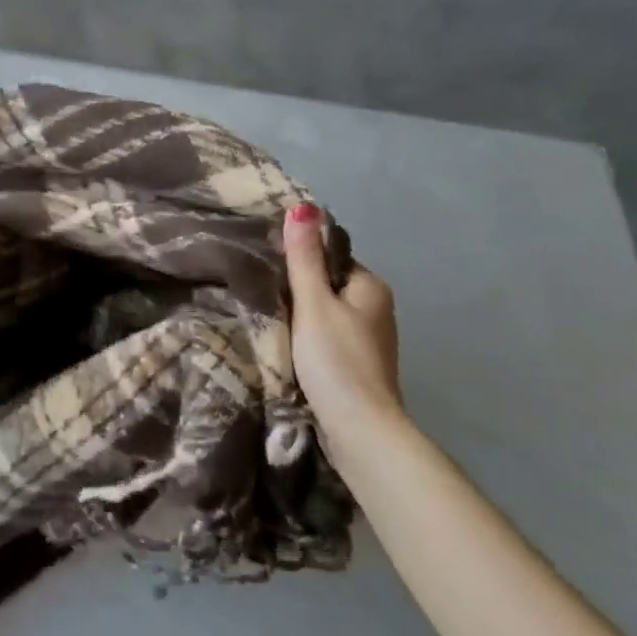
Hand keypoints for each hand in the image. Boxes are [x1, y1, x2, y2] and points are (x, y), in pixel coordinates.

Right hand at [282, 203, 403, 460]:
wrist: (360, 429)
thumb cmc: (336, 359)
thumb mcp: (313, 303)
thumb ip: (303, 258)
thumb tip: (302, 206)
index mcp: (371, 286)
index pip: (330, 256)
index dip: (299, 256)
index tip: (266, 262)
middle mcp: (376, 308)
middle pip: (328, 284)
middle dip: (297, 285)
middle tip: (260, 287)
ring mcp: (368, 339)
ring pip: (326, 312)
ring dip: (300, 313)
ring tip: (266, 314)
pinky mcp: (357, 365)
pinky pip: (327, 335)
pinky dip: (307, 335)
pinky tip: (285, 342)